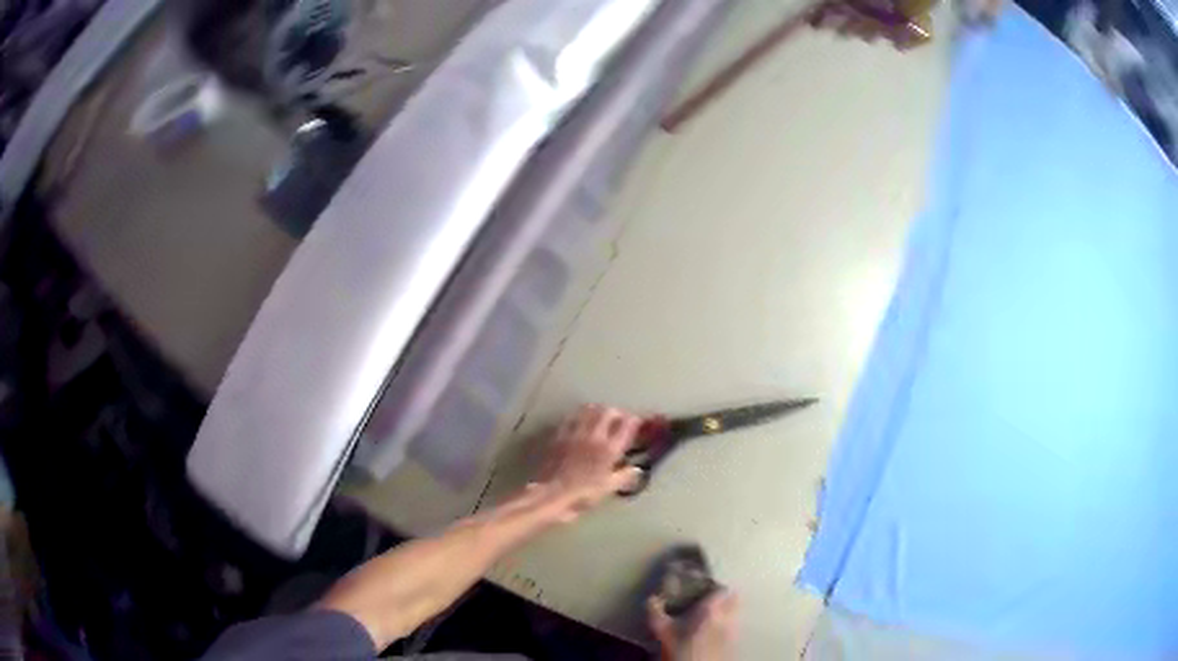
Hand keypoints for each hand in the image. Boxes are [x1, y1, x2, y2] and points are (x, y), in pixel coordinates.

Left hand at [535, 405, 643, 521]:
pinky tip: (579, 422)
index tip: (637, 423)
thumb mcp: (608, 488)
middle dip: (616, 413)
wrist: (551, 494)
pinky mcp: (559, 435)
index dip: (634, 421)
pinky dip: (579, 416)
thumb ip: (624, 476)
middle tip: (619, 420)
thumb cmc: (582, 494)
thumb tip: (637, 469)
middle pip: (608, 411)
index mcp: (609, 449)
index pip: (627, 425)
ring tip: (600, 417)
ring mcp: (574, 433)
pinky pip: (571, 417)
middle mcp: (594, 435)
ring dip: (597, 410)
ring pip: (589, 410)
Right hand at [648, 591, 739, 660]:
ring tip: (713, 614)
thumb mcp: (663, 631)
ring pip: (737, 611)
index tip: (702, 588)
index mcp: (711, 609)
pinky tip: (715, 630)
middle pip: (734, 597)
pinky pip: (735, 624)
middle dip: (725, 596)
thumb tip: (652, 598)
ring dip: (728, 609)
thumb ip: (656, 612)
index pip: (721, 589)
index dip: (713, 586)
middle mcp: (727, 616)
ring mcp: (734, 629)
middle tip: (710, 599)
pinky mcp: (735, 641)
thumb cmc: (680, 649)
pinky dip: (728, 622)